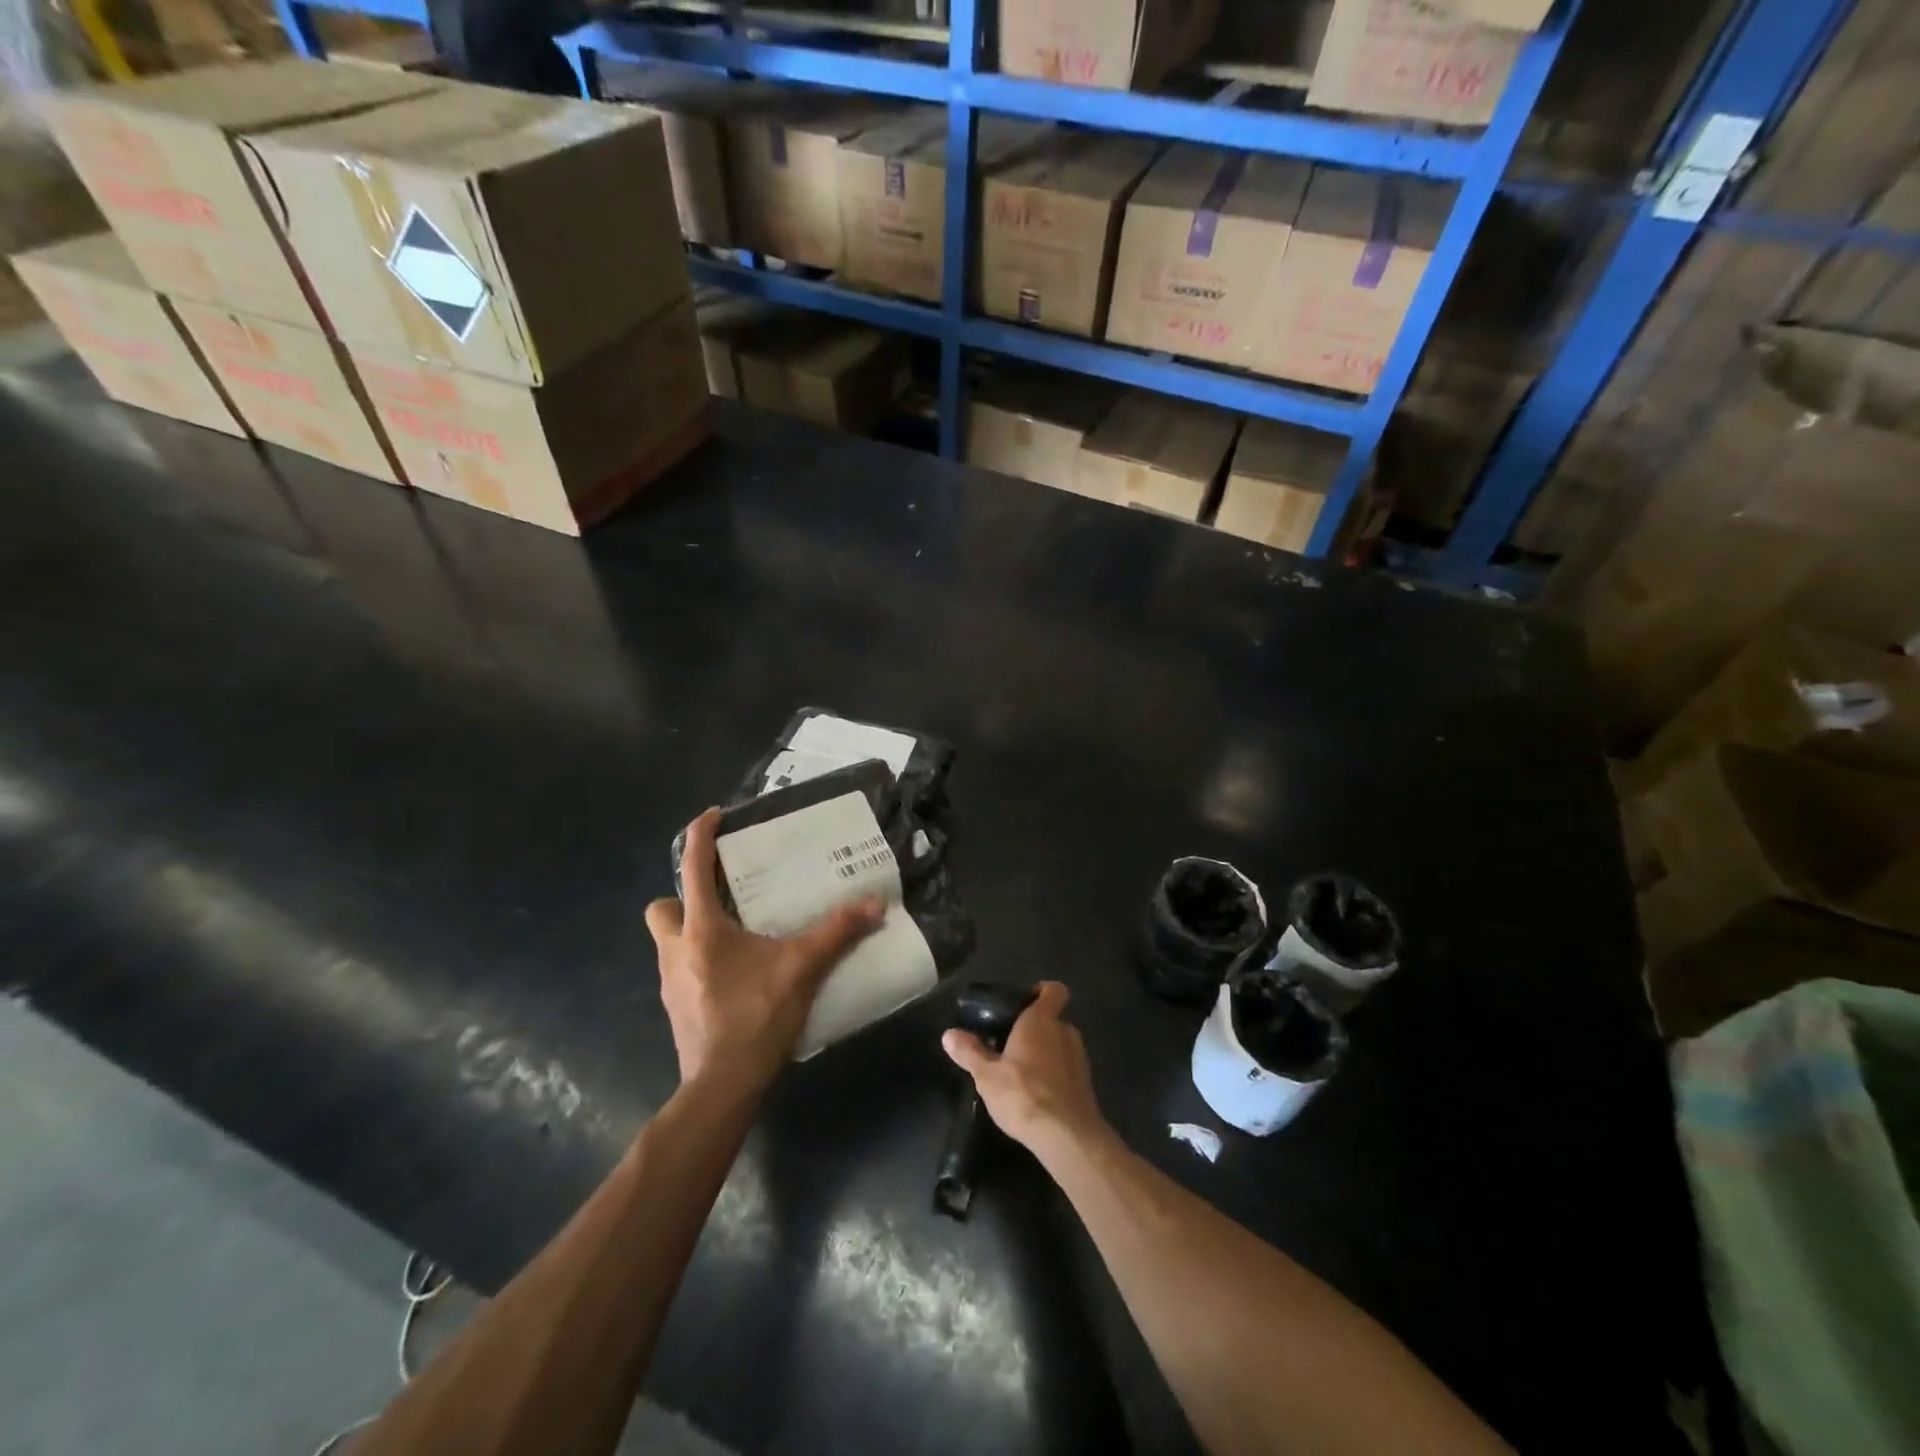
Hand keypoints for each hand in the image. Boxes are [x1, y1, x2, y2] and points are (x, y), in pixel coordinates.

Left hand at [646, 808, 882, 1091]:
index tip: (713, 816)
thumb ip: (838, 932)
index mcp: (701, 929)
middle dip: (684, 897)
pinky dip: (700, 963)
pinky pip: (680, 970)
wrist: (722, 1086)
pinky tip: (736, 977)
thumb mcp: (802, 968)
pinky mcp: (676, 1009)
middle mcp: (676, 950)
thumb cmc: (755, 1017)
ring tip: (737, 937)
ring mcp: (671, 982)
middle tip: (722, 899)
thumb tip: (875, 902)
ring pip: (669, 942)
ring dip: (693, 931)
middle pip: (663, 908)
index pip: (692, 868)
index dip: (700, 836)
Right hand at [942, 982, 1105, 1158]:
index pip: (1054, 990)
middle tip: (1009, 1043)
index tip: (1023, 1001)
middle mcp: (1065, 1032)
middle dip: (1034, 1029)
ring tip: (1020, 1072)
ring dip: (1044, 1052)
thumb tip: (949, 1034)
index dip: (1042, 990)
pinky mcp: (1085, 1083)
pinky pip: (1067, 1068)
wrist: (1066, 1136)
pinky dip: (1054, 1074)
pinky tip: (1036, 1094)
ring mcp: (1079, 1058)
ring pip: (1060, 1044)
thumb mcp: (987, 1075)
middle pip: (1052, 1019)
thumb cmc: (1024, 1095)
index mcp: (1041, 1021)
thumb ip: (970, 1052)